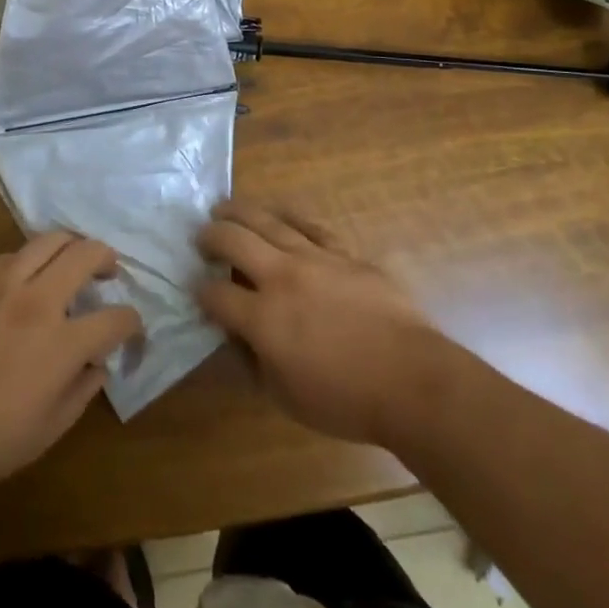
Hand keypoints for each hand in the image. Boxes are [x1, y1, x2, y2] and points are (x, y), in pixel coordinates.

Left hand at [0, 232, 143, 488]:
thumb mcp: (48, 430)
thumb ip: (80, 392)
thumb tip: (97, 366)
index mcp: (63, 342)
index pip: (115, 318)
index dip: (131, 321)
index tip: (132, 327)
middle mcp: (38, 301)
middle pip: (85, 254)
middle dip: (106, 257)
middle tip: (108, 270)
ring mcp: (2, 285)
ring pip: (47, 241)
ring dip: (69, 245)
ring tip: (71, 257)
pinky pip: (8, 256)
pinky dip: (27, 260)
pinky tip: (24, 275)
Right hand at [197, 200, 441, 444]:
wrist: (411, 380)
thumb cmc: (346, 400)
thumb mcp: (286, 397)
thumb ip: (254, 362)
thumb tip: (237, 336)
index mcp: (263, 318)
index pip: (215, 295)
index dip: (200, 292)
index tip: (196, 290)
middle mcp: (281, 277)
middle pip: (234, 241)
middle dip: (210, 236)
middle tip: (200, 237)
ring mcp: (314, 258)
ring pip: (268, 221)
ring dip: (240, 211)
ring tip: (224, 207)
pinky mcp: (343, 252)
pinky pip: (309, 225)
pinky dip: (288, 216)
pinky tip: (278, 213)